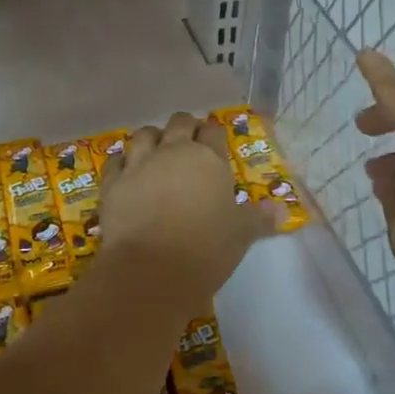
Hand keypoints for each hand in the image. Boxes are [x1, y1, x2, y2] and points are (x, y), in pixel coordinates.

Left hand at [98, 112, 278, 316]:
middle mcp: (173, 152)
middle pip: (178, 123)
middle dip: (185, 127)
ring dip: (152, 138)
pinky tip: (126, 168)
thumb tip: (282, 211)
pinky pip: (116, 160)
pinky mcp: (113, 183)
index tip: (214, 143)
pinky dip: (122, 160)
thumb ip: (260, 218)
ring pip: (144, 134)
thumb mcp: (241, 234)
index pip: (213, 131)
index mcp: (209, 159)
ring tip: (156, 151)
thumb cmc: (206, 249)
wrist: (152, 271)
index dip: (213, 134)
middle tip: (188, 143)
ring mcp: (139, 165)